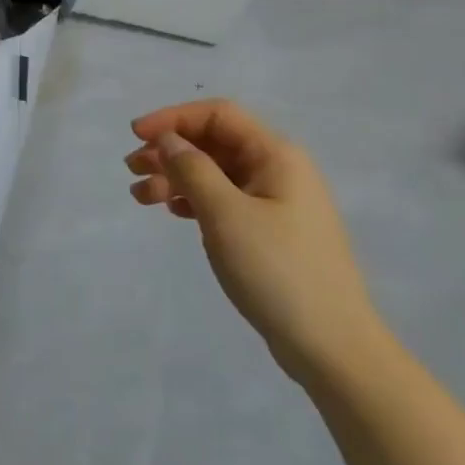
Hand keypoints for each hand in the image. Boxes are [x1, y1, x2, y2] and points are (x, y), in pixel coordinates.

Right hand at [127, 99, 388, 384]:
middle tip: (131, 169)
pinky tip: (172, 212)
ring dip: (176, 177)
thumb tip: (169, 140)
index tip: (136, 134)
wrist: (333, 349)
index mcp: (276, 155)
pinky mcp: (271, 231)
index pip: (217, 115)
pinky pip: (225, 199)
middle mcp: (278, 169)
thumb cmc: (278, 271)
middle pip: (214, 142)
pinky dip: (194, 200)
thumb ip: (192, 169)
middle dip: (170, 150)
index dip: (173, 118)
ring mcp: (276, 201)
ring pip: (216, 172)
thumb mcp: (226, 215)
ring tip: (140, 196)